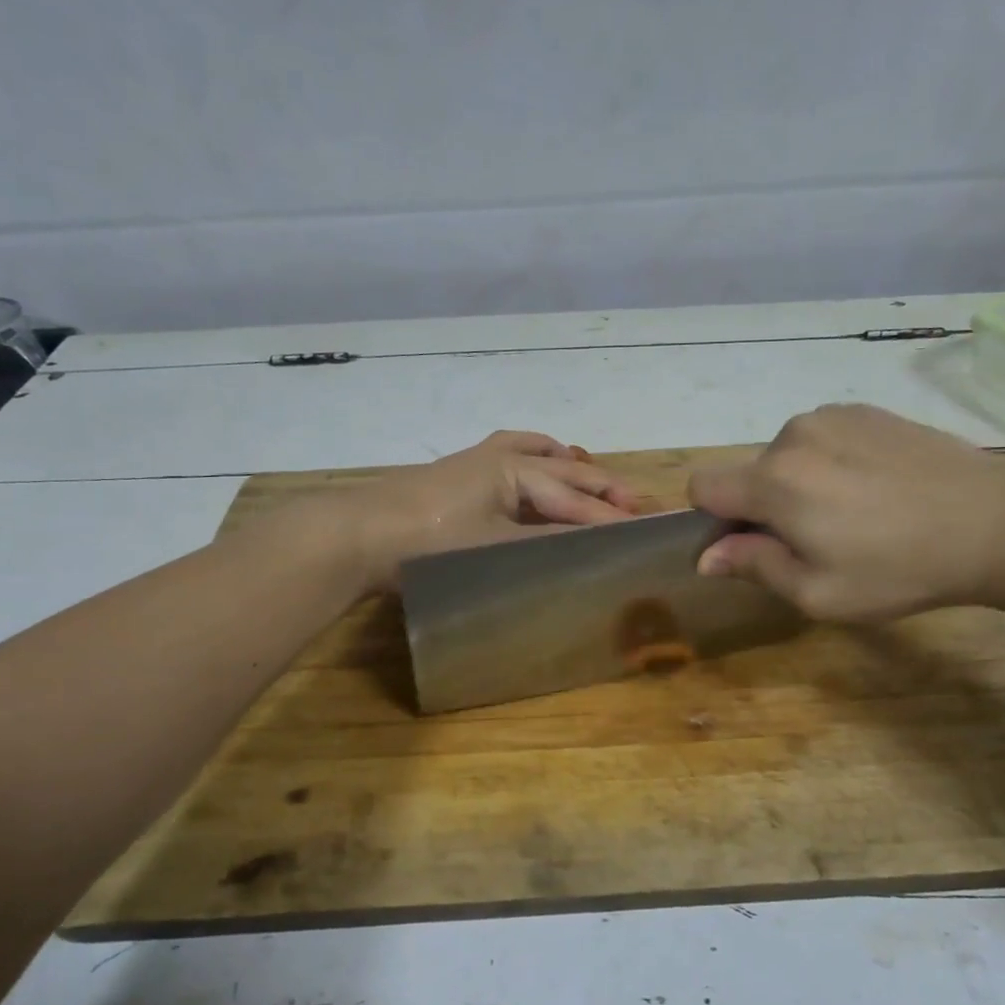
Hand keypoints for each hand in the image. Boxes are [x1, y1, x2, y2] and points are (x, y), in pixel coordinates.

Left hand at [329, 430, 638, 586]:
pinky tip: (534, 475)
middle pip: (562, 473)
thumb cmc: (429, 542)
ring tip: (592, 475)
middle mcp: (501, 458)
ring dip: (568, 468)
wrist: (358, 536)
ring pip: (536, 457)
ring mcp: (477, 463)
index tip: (646, 530)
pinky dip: (533, 462)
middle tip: (638, 504)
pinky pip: (509, 457)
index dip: (609, 517)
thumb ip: (547, 543)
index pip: (572, 500)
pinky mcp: (459, 476)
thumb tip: (595, 544)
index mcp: (514, 471)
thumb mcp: (495, 547)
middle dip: (600, 489)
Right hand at [688, 405, 1004, 620]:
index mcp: (773, 481)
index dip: (714, 520)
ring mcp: (833, 416)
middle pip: (749, 474)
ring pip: (787, 455)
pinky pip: (824, 438)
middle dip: (765, 506)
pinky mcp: (868, 410)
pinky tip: (879, 487)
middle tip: (820, 541)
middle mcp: (792, 435)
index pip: (702, 485)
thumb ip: (754, 566)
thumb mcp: (818, 592)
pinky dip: (833, 462)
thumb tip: (707, 556)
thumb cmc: (899, 569)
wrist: (996, 521)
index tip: (753, 544)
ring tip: (857, 513)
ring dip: (800, 482)